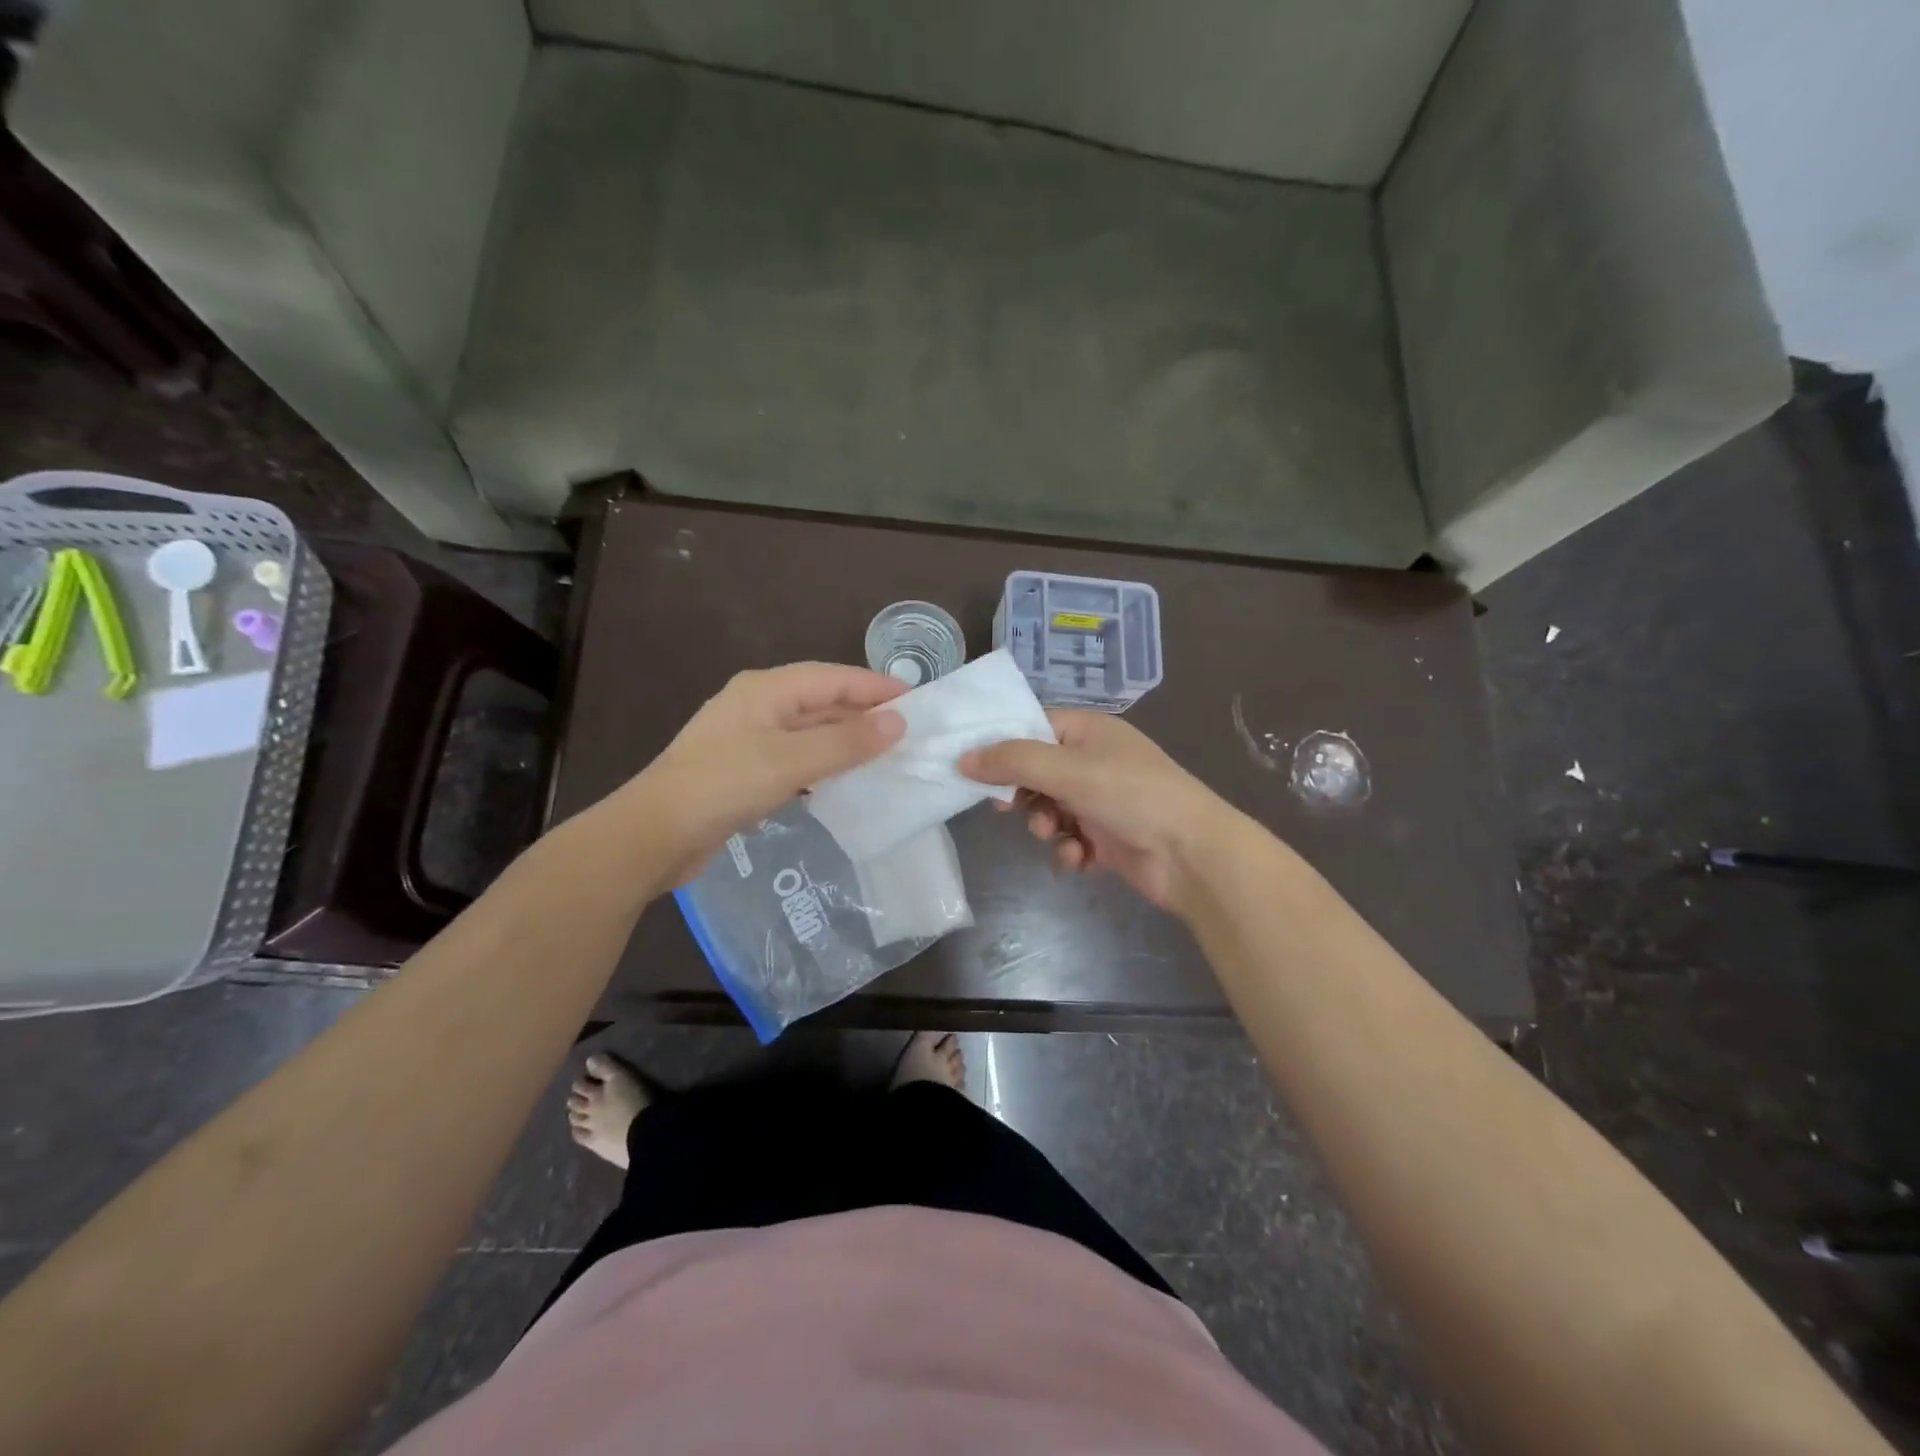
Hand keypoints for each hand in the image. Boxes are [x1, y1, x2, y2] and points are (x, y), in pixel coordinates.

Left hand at [627, 663, 905, 880]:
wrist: (654, 835)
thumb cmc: (722, 786)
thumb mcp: (790, 761)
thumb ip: (846, 742)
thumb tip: (898, 723)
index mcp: (766, 690)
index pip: (833, 678)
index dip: (876, 688)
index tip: (918, 701)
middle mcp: (758, 706)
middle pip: (821, 702)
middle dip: (864, 715)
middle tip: (909, 733)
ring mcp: (748, 739)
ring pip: (810, 732)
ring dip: (845, 742)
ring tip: (886, 757)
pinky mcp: (744, 771)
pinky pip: (796, 759)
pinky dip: (823, 766)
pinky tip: (843, 782)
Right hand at [961, 711, 1232, 914]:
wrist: (1192, 855)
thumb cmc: (1131, 795)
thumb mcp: (1068, 769)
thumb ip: (1013, 761)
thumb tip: (963, 758)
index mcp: (1088, 731)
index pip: (1032, 727)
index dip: (1002, 746)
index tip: (972, 768)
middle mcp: (1094, 761)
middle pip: (1036, 771)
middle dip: (1023, 793)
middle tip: (1006, 808)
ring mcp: (1101, 800)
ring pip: (1049, 809)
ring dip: (1044, 824)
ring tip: (1054, 834)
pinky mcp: (1107, 837)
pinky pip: (1069, 839)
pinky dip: (1069, 849)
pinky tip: (1080, 858)